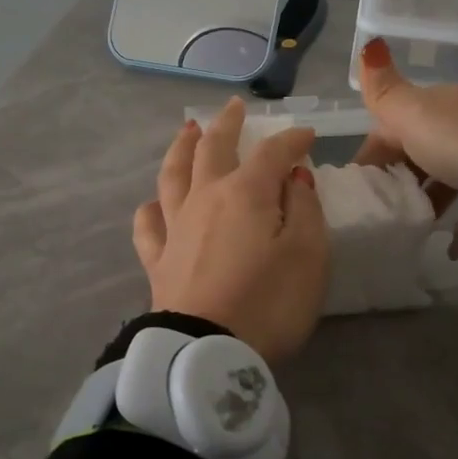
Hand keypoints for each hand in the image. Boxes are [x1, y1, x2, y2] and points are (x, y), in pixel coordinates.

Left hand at [132, 97, 328, 362]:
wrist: (207, 351)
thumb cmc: (268, 302)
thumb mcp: (309, 255)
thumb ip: (305, 208)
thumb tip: (293, 175)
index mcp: (245, 193)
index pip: (271, 152)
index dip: (291, 139)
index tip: (306, 134)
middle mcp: (205, 198)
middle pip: (212, 149)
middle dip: (226, 124)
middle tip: (233, 106)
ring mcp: (175, 227)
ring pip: (173, 175)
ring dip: (181, 148)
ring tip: (187, 131)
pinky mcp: (158, 259)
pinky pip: (148, 225)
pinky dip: (151, 208)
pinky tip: (154, 204)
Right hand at [353, 36, 457, 251]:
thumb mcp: (415, 115)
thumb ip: (385, 92)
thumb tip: (368, 44)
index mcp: (439, 107)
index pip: (392, 127)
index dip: (371, 154)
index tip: (355, 188)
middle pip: (422, 153)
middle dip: (399, 180)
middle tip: (380, 212)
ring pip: (452, 180)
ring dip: (431, 202)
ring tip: (412, 229)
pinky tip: (452, 248)